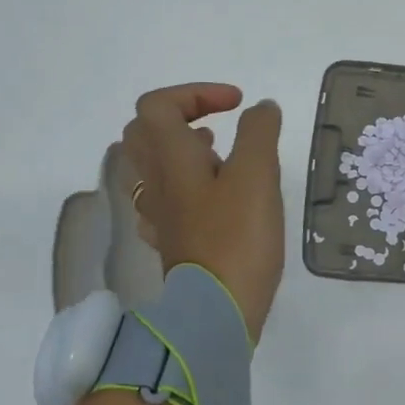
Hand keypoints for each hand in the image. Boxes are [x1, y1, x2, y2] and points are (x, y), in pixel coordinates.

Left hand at [121, 83, 283, 342]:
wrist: (217, 311)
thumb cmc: (237, 238)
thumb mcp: (257, 176)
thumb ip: (259, 133)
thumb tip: (260, 108)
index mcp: (171, 158)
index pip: (158, 105)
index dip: (195, 93)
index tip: (236, 105)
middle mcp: (157, 182)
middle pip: (144, 133)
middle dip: (180, 118)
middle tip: (218, 127)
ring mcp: (160, 215)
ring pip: (153, 167)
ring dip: (182, 152)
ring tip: (221, 158)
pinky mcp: (172, 242)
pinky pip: (166, 201)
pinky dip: (186, 188)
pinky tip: (213, 200)